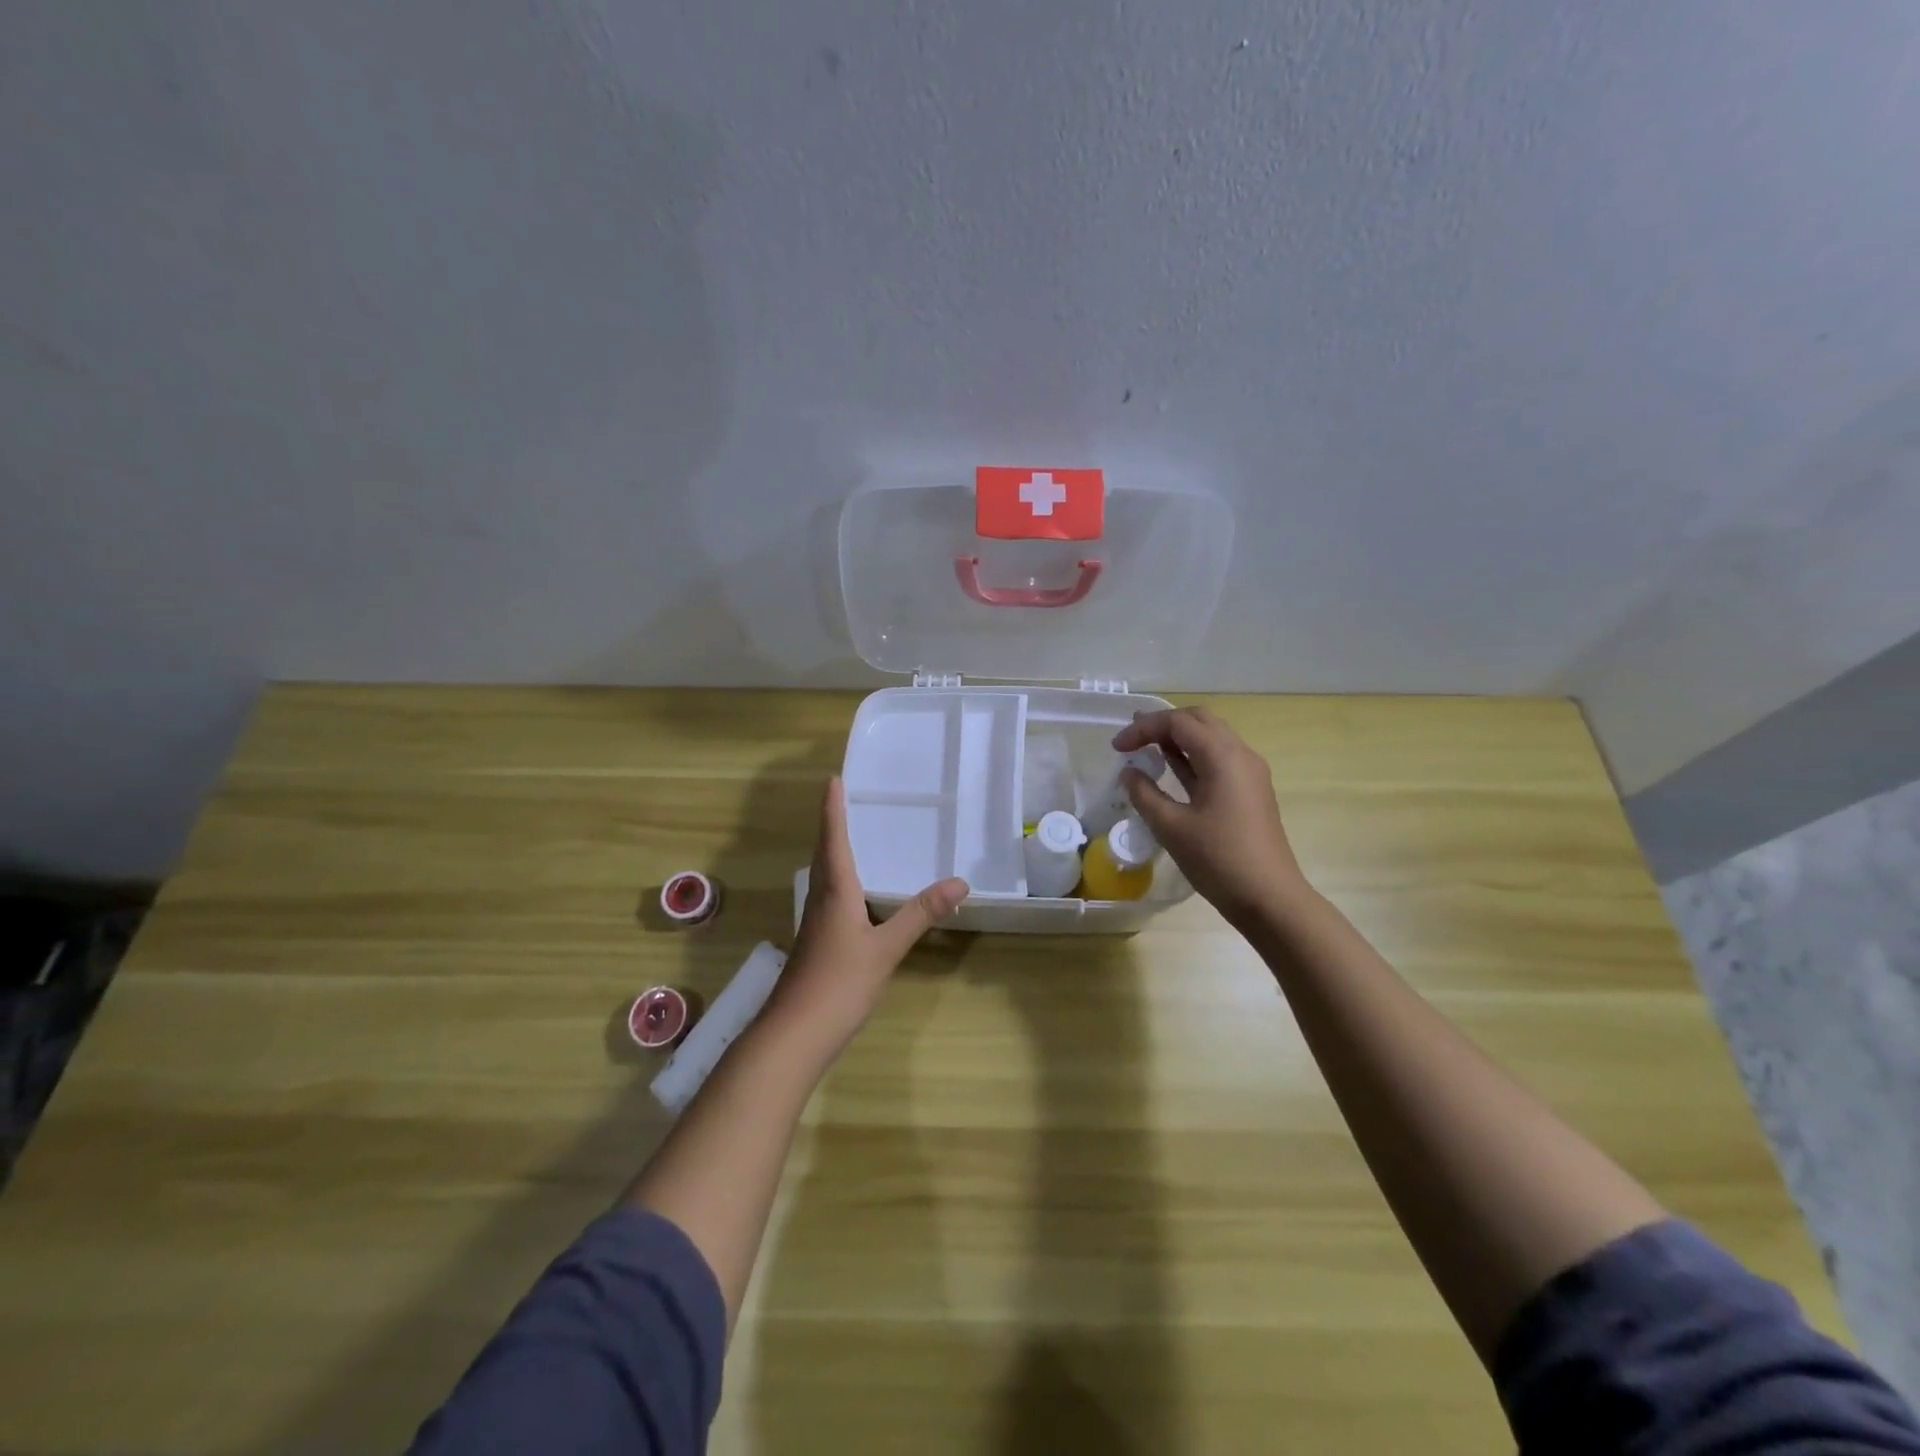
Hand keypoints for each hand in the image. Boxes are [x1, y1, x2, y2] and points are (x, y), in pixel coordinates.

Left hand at [764, 778, 968, 1058]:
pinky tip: (855, 894)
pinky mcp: (816, 943)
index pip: (833, 840)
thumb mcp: (886, 948)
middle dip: (831, 825)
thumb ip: (920, 915)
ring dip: (833, 851)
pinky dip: (840, 880)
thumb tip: (959, 882)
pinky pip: (829, 897)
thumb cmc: (839, 984)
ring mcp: (815, 924)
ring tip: (851, 836)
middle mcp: (820, 900)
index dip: (833, 809)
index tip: (832, 779)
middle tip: (843, 799)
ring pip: (824, 876)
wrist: (794, 1035)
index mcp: (835, 892)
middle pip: (824, 854)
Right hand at [1112, 707, 1310, 930]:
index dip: (1143, 729)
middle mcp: (1241, 755)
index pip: (1178, 723)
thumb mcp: (1171, 827)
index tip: (1116, 748)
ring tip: (1146, 749)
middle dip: (1163, 725)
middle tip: (1133, 740)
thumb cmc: (1218, 860)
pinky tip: (1172, 770)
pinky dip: (1192, 756)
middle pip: (1199, 720)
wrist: (1269, 898)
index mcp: (1223, 756)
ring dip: (1179, 738)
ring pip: (1211, 737)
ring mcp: (1249, 773)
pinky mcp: (1249, 791)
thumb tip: (1129, 773)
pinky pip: (1219, 759)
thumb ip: (1145, 794)